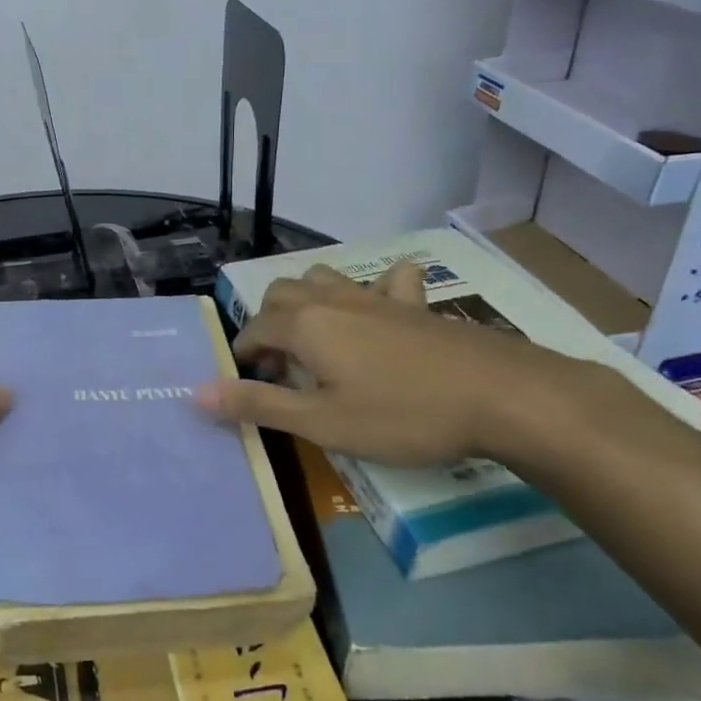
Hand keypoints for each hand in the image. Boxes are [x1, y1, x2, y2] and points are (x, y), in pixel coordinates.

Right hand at [195, 262, 582, 466]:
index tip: (248, 383)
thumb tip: (197, 393)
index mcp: (306, 325)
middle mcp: (334, 300)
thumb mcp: (323, 422)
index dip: (244, 355)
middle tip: (282, 368)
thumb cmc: (403, 415)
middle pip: (282, 294)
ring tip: (318, 339)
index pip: (254, 329)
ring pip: (325, 278)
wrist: (503, 396)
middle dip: (269, 324)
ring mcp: (378, 298)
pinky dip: (376, 290)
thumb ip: (259, 405)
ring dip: (309, 301)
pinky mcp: (417, 305)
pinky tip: (384, 310)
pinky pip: (389, 281)